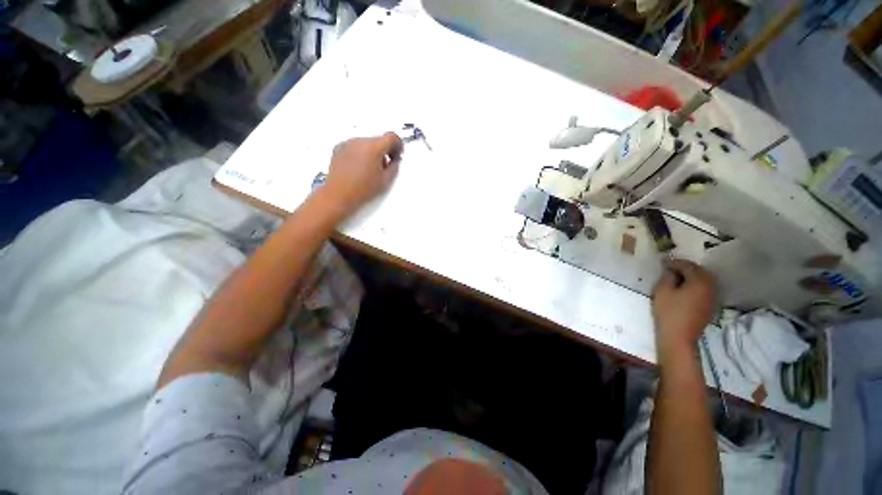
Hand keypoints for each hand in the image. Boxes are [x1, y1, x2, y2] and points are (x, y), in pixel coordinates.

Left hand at [321, 132, 402, 215]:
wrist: (338, 195)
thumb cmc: (364, 189)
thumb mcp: (386, 180)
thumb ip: (394, 166)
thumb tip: (395, 159)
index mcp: (373, 147)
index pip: (391, 137)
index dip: (398, 145)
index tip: (397, 156)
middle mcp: (360, 140)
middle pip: (378, 140)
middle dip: (384, 151)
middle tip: (384, 167)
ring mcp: (347, 143)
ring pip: (366, 143)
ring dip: (372, 152)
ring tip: (370, 170)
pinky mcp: (338, 148)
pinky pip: (355, 147)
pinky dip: (360, 154)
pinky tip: (358, 169)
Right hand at [651, 259, 716, 354]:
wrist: (679, 336)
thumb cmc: (669, 312)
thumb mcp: (662, 291)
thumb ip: (667, 277)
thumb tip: (670, 269)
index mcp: (699, 281)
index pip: (687, 265)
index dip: (674, 262)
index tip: (662, 262)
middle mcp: (710, 286)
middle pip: (699, 271)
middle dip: (685, 268)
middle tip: (670, 268)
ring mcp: (712, 297)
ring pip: (703, 280)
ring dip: (691, 276)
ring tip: (676, 278)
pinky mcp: (710, 305)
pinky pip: (704, 289)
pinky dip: (695, 285)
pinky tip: (684, 289)